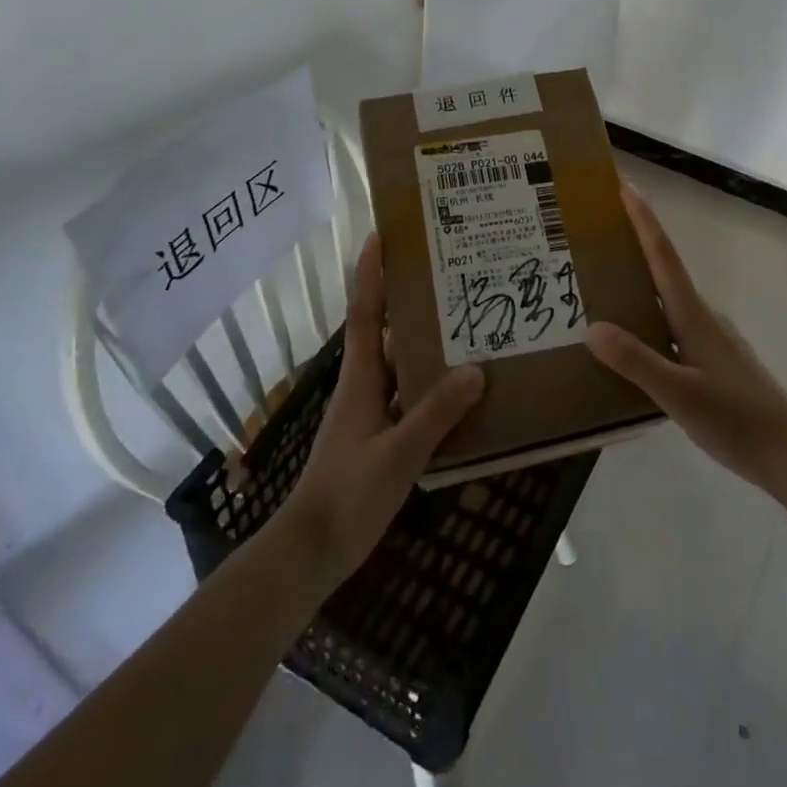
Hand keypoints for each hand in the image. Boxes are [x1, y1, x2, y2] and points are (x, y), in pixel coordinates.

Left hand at [286, 233, 484, 588]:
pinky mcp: (378, 439)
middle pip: (387, 332)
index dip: (371, 272)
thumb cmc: (348, 494)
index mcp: (361, 379)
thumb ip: (436, 413)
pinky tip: (463, 393)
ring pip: (402, 367)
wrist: (310, 552)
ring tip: (467, 326)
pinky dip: (432, 388)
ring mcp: (369, 414)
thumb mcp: (398, 453)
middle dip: (411, 301)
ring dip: (427, 345)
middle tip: (450, 276)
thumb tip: (476, 368)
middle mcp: (364, 387)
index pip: (363, 312)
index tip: (381, 234)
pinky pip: (409, 399)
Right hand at [586, 184, 786, 487]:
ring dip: (637, 286)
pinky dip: (647, 321)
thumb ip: (637, 361)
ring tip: (598, 290)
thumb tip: (591, 328)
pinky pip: (670, 327)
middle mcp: (701, 318)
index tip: (624, 186)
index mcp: (693, 316)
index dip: (644, 220)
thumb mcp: (679, 393)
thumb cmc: (735, 418)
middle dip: (632, 247)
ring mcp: (710, 340)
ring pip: (666, 302)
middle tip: (594, 238)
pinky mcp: (712, 362)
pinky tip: (630, 345)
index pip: (663, 256)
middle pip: (663, 271)